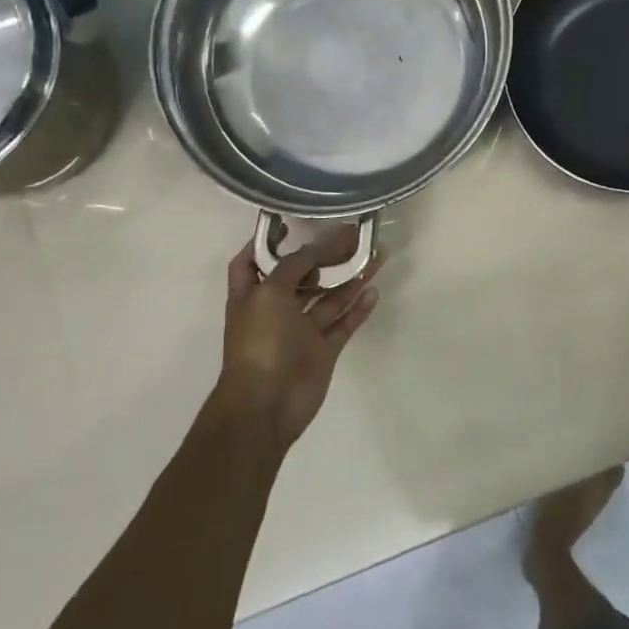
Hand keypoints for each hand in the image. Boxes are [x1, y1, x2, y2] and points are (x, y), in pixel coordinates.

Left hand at [214, 228, 382, 458]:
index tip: (292, 223)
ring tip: (377, 256)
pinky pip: (344, 324)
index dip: (268, 242)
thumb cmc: (259, 343)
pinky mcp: (323, 350)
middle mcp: (276, 310)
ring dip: (350, 278)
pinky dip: (358, 308)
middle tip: (352, 236)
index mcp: (252, 295)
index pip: (253, 261)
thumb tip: (320, 246)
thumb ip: (295, 266)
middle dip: (324, 256)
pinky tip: (374, 291)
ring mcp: (301, 331)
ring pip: (329, 298)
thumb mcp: (270, 293)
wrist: (266, 405)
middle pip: (302, 276)